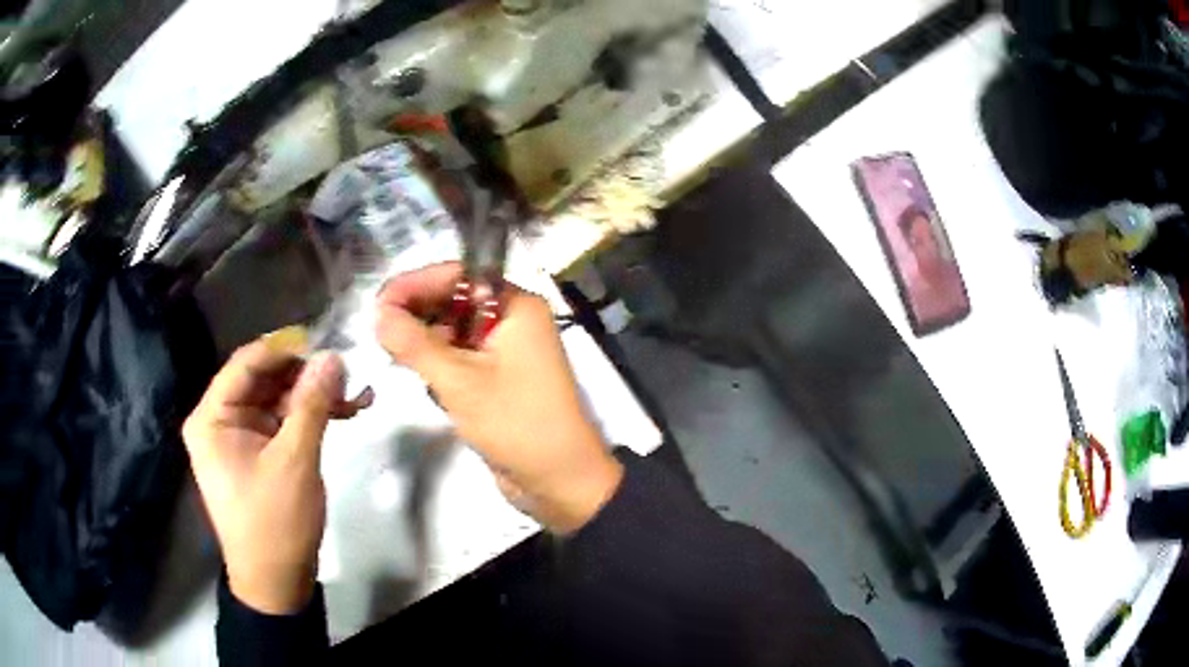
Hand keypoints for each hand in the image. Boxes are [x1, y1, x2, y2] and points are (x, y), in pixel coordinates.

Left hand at [183, 337, 371, 613]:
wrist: (276, 582)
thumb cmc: (275, 523)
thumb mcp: (295, 461)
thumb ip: (311, 404)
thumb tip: (333, 356)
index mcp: (212, 417)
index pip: (246, 364)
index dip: (286, 350)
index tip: (327, 345)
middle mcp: (221, 420)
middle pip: (264, 380)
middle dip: (306, 377)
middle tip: (347, 376)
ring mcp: (240, 438)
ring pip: (278, 400)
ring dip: (314, 398)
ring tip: (355, 398)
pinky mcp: (258, 454)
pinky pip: (283, 423)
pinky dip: (310, 419)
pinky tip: (344, 415)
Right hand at [375, 263, 622, 533]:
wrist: (559, 481)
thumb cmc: (516, 423)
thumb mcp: (459, 381)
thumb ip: (414, 343)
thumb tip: (377, 312)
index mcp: (516, 306)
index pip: (458, 276)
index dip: (416, 284)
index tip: (379, 303)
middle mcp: (512, 321)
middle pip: (453, 302)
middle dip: (417, 314)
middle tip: (378, 330)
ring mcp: (505, 352)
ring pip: (453, 333)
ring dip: (424, 342)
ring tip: (394, 354)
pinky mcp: (496, 380)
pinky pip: (460, 359)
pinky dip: (438, 365)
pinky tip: (420, 377)